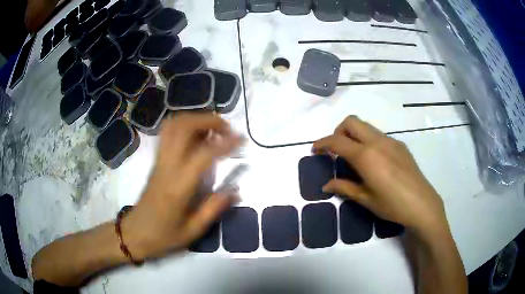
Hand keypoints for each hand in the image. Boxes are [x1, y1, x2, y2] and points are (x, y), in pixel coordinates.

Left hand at [122, 113, 241, 259]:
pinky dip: (184, 125)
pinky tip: (196, 136)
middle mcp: (167, 166)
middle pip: (183, 127)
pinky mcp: (156, 161)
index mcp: (178, 186)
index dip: (225, 143)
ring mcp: (159, 161)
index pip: (203, 154)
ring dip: (195, 119)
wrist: (135, 233)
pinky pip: (168, 133)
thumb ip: (214, 208)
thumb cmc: (163, 236)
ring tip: (212, 129)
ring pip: (173, 125)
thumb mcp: (193, 230)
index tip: (241, 139)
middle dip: (208, 120)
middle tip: (226, 128)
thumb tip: (235, 190)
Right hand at [313, 116, 447, 234]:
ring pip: (366, 126)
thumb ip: (344, 187)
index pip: (337, 141)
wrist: (422, 204)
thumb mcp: (365, 199)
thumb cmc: (392, 205)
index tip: (315, 149)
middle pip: (351, 122)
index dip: (322, 143)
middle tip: (336, 151)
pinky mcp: (400, 145)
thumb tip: (326, 185)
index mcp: (366, 156)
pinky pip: (378, 135)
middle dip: (338, 131)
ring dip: (354, 135)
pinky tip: (373, 161)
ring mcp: (390, 141)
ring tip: (354, 157)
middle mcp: (377, 142)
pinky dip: (368, 141)